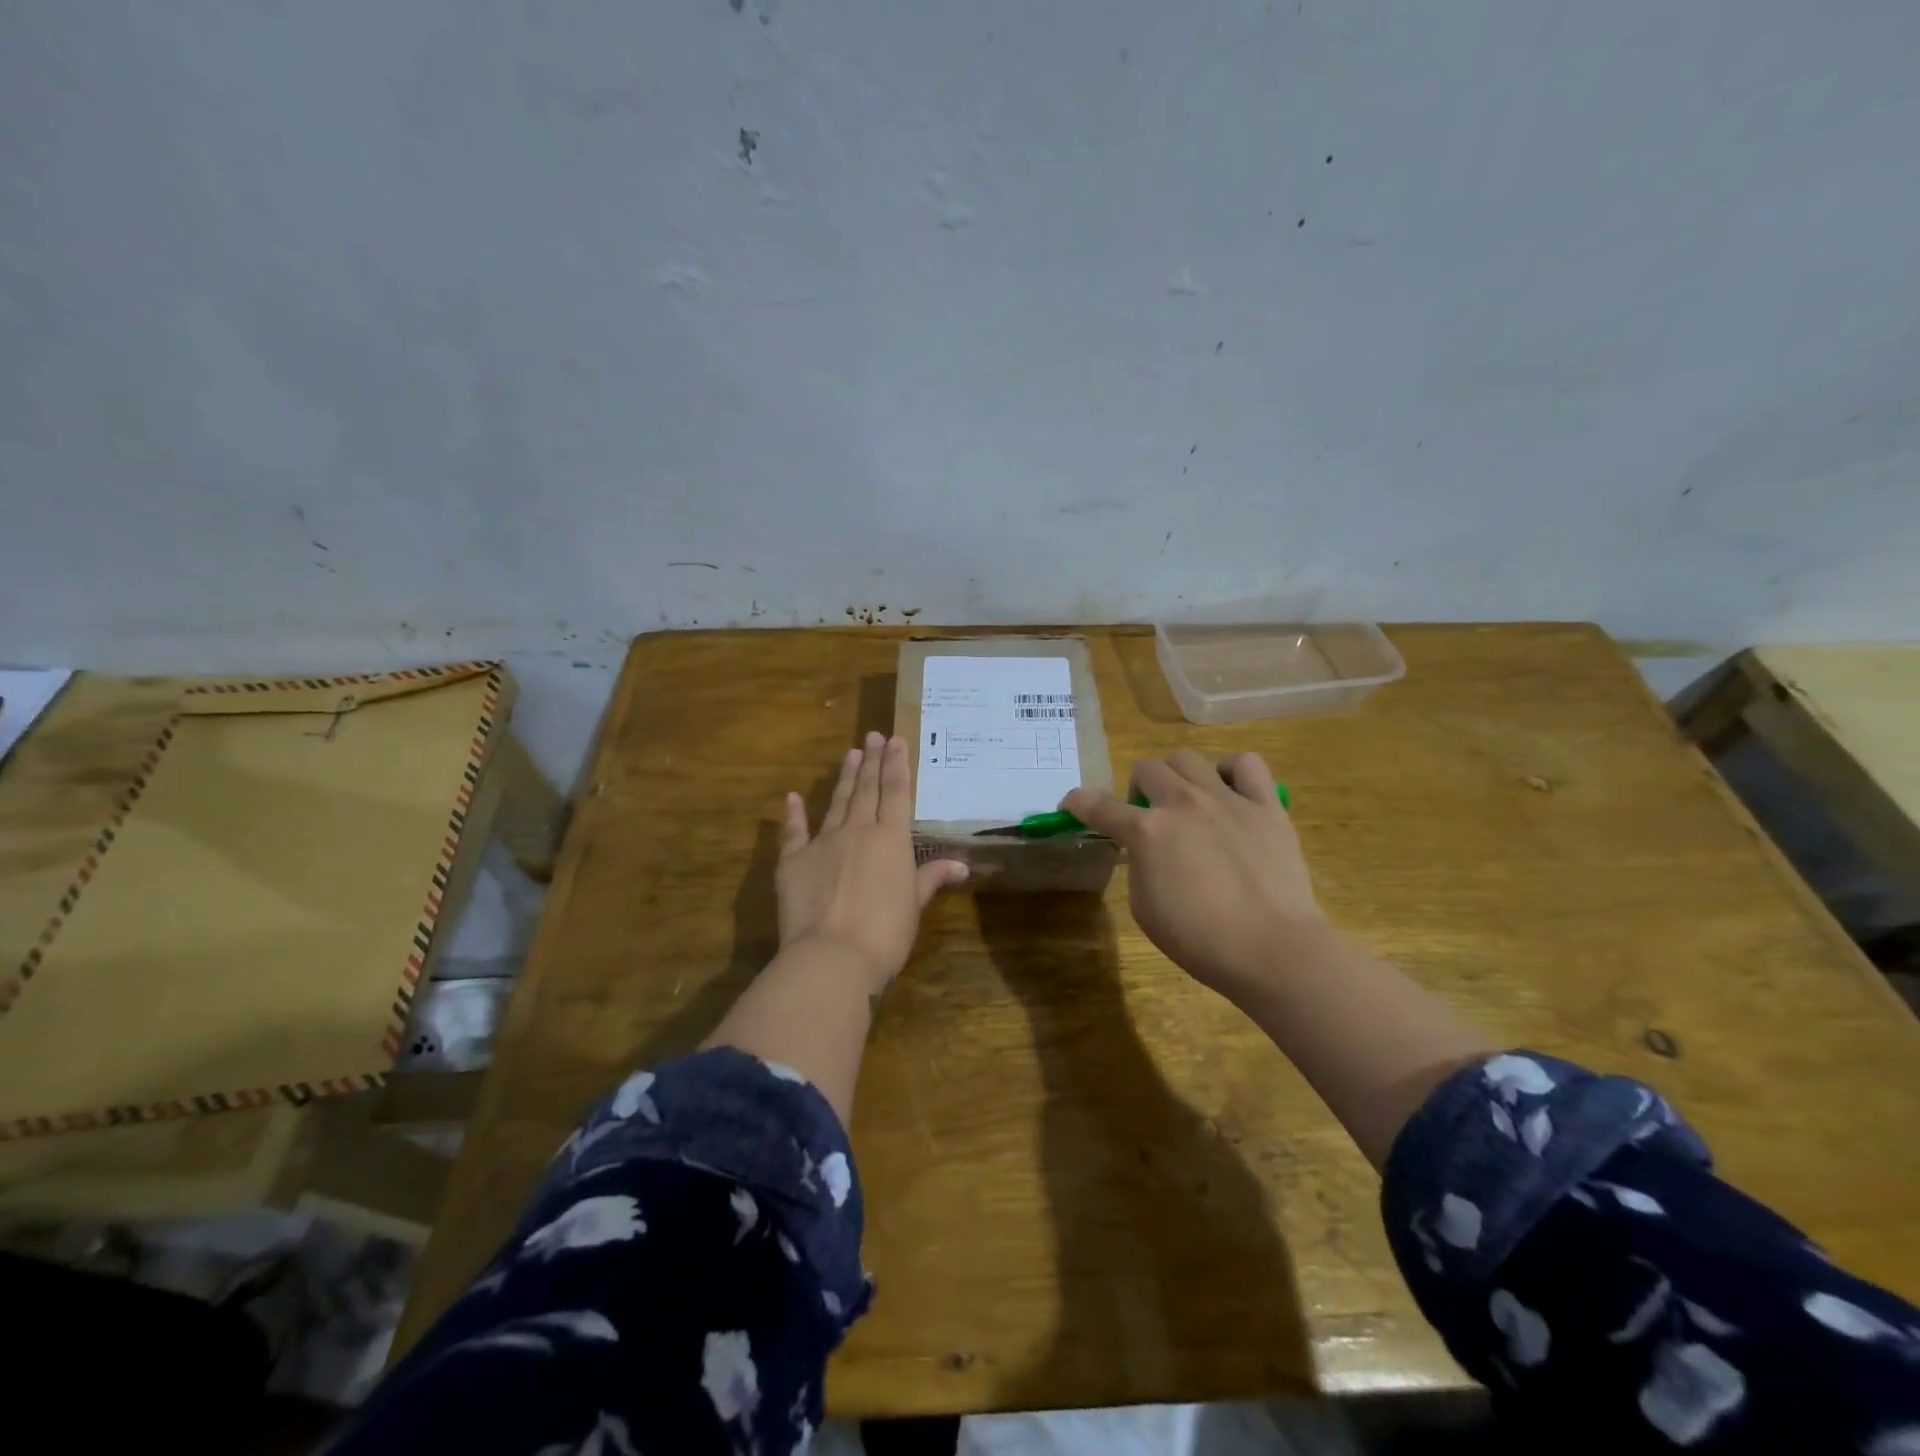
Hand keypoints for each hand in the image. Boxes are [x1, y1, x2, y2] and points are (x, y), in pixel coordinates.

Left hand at [777, 732, 967, 992]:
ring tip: (851, 754)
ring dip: (844, 777)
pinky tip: (793, 797)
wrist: (832, 956)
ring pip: (837, 802)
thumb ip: (931, 878)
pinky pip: (794, 832)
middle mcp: (858, 831)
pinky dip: (793, 814)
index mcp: (891, 840)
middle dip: (872, 761)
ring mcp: (823, 842)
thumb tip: (961, 865)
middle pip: (867, 789)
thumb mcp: (914, 906)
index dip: (897, 765)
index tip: (895, 740)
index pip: (897, 793)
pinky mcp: (793, 861)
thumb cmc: (885, 933)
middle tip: (873, 736)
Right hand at [1062, 750, 1321, 1001]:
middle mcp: (1182, 802)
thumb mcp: (1145, 907)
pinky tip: (1230, 792)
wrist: (1271, 948)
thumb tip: (1148, 851)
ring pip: (1188, 759)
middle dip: (1137, 789)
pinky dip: (1231, 771)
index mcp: (1147, 831)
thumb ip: (1139, 866)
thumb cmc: (1200, 939)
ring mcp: (1227, 799)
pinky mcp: (1266, 805)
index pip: (1098, 806)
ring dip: (1176, 776)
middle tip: (1147, 816)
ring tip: (1186, 801)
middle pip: (1146, 768)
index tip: (1071, 804)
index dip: (1078, 803)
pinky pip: (1247, 764)